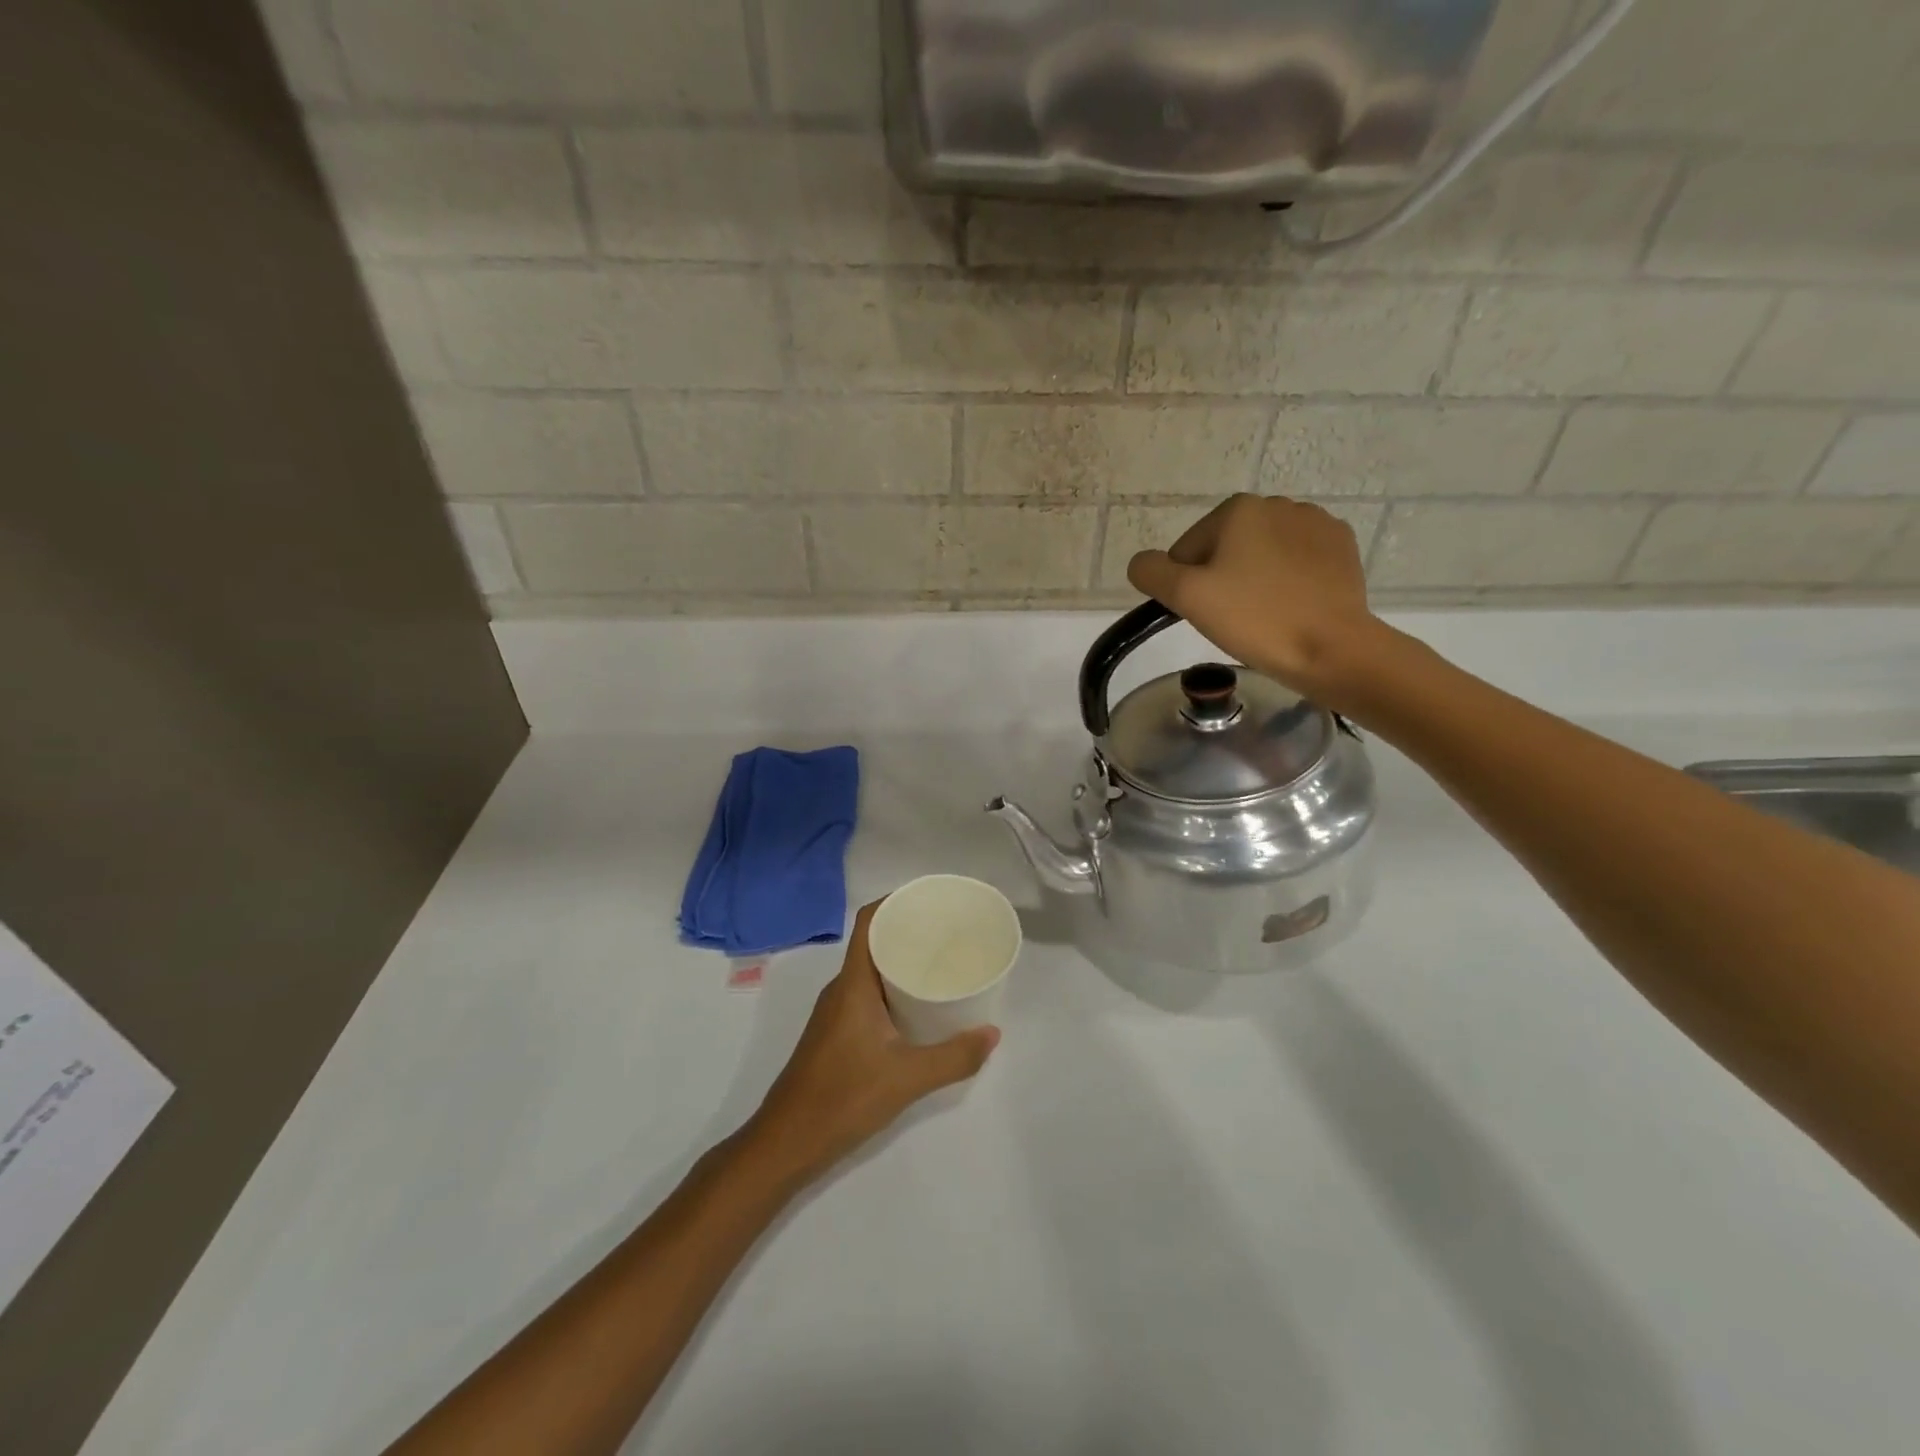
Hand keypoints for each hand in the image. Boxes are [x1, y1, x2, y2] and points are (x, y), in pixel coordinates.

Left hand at [745, 901, 998, 1186]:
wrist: (786, 1143)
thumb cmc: (843, 1097)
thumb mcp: (907, 1078)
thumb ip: (954, 1056)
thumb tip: (993, 1033)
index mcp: (853, 984)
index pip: (868, 922)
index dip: (895, 902)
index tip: (931, 900)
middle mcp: (841, 989)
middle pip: (873, 943)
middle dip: (908, 932)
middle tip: (949, 934)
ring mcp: (835, 1013)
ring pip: (871, 972)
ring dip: (901, 963)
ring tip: (941, 965)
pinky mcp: (836, 1035)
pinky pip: (867, 995)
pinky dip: (893, 990)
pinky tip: (918, 1008)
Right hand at [1126, 494, 1386, 704]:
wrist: (1332, 648)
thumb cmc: (1255, 619)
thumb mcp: (1187, 597)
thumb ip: (1151, 572)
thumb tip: (1143, 564)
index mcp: (1238, 509)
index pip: (1187, 550)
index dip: (1187, 586)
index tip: (1206, 613)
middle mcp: (1278, 504)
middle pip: (1225, 548)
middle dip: (1222, 579)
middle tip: (1233, 618)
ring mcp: (1316, 523)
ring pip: (1262, 555)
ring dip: (1254, 580)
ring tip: (1264, 615)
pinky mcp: (1341, 548)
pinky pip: (1297, 562)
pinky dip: (1288, 581)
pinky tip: (1292, 606)